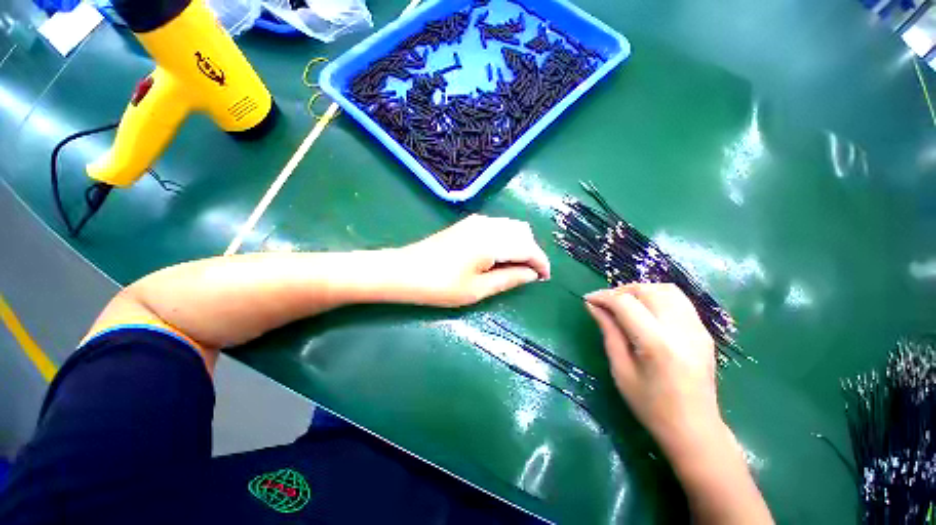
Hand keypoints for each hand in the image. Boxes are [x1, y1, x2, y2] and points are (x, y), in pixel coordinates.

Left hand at [390, 215, 550, 306]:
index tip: (545, 278)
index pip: (528, 248)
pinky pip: (498, 226)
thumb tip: (532, 274)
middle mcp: (487, 224)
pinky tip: (499, 255)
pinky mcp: (468, 223)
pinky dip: (507, 239)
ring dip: (520, 244)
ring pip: (511, 227)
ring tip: (515, 267)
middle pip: (523, 232)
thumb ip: (509, 279)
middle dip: (532, 252)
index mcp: (491, 241)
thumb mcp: (477, 289)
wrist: (404, 271)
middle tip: (528, 274)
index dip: (541, 263)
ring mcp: (476, 221)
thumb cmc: (440, 286)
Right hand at [584, 283, 721, 453]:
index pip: (626, 303)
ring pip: (666, 289)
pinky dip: (657, 297)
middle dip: (620, 291)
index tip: (588, 300)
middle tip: (604, 303)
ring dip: (640, 290)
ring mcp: (697, 329)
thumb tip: (592, 305)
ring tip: (624, 304)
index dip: (603, 297)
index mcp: (657, 344)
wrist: (694, 429)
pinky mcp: (703, 331)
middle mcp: (681, 330)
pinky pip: (679, 300)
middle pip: (647, 290)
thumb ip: (608, 332)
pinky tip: (645, 311)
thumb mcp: (621, 369)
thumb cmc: (651, 406)